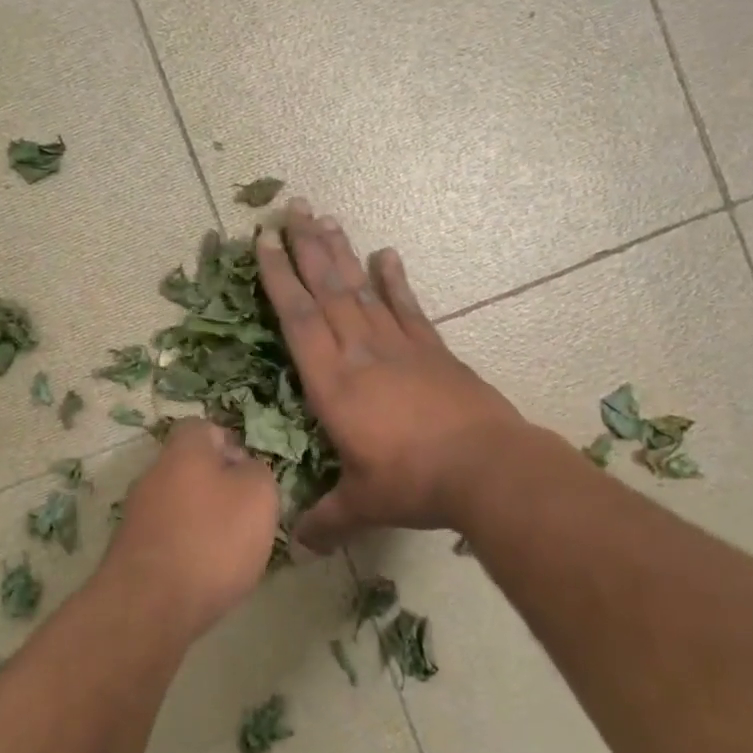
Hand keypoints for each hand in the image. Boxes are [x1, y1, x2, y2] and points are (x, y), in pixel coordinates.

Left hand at [101, 419, 279, 639]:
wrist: (149, 606)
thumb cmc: (212, 539)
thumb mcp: (258, 495)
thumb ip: (257, 471)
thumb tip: (243, 469)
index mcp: (184, 450)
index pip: (203, 428)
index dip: (230, 444)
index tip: (251, 472)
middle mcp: (154, 474)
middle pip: (189, 468)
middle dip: (218, 486)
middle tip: (247, 514)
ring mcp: (137, 513)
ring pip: (178, 503)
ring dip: (202, 520)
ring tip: (230, 550)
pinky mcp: (131, 550)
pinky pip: (167, 536)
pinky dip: (186, 548)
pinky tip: (204, 574)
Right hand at [256, 202, 526, 548]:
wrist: (487, 469)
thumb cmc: (414, 482)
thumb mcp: (363, 504)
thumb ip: (326, 519)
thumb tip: (297, 546)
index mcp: (334, 384)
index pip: (298, 320)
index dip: (279, 278)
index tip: (265, 241)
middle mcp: (361, 353)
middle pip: (329, 290)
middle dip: (307, 247)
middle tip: (292, 207)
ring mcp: (401, 347)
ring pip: (363, 289)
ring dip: (342, 253)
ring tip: (326, 217)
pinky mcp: (433, 351)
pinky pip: (408, 308)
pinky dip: (395, 280)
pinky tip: (387, 254)